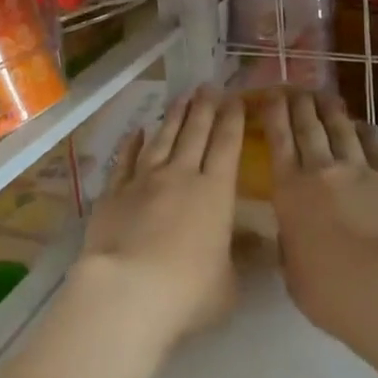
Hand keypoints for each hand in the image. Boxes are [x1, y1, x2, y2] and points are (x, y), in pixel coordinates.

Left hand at [75, 86, 242, 353]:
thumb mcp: (229, 283)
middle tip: (208, 85)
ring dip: (174, 116)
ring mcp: (145, 179)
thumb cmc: (188, 292)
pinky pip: (125, 159)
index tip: (235, 99)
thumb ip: (242, 258)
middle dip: (204, 107)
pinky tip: (136, 130)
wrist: (127, 291)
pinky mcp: (114, 191)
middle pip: (195, 132)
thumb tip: (263, 244)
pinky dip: (131, 143)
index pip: (227, 145)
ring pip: (163, 138)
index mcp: (215, 192)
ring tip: (182, 96)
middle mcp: (181, 175)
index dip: (232, 120)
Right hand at [260, 89, 377, 342]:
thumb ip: (290, 242)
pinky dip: (368, 132)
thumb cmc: (329, 290)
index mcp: (290, 191)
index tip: (271, 95)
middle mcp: (322, 170)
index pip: (278, 141)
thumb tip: (294, 231)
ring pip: (342, 130)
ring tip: (326, 96)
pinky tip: (363, 125)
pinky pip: (377, 146)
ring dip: (332, 110)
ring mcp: (360, 169)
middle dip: (300, 104)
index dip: (274, 114)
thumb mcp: (292, 270)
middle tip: (297, 89)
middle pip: (309, 127)